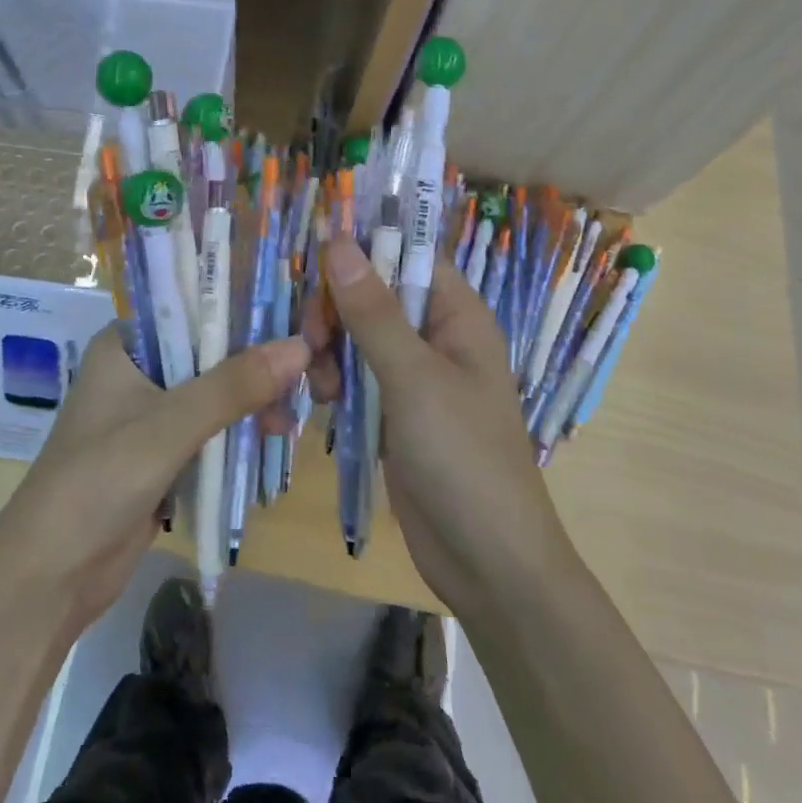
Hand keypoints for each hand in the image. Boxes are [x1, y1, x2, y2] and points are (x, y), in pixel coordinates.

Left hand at [0, 325, 310, 643]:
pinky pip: (211, 428)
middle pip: (209, 350)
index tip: (296, 314)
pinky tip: (274, 435)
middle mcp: (138, 369)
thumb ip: (233, 386)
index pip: (192, 306)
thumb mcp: (168, 426)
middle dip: (256, 361)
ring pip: (214, 391)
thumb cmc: (98, 481)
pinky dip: (240, 429)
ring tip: (292, 418)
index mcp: (125, 344)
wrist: (51, 575)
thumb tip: (301, 346)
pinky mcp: (161, 453)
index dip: (243, 307)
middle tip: (310, 371)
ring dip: (252, 399)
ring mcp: (149, 413)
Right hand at [305, 235, 567, 614]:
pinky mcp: (394, 410)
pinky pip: (355, 374)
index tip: (314, 256)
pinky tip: (324, 405)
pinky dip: (334, 381)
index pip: (408, 254)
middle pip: (373, 293)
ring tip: (322, 388)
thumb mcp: (414, 379)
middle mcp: (436, 336)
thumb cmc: (463, 458)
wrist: (487, 562)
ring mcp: (413, 375)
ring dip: (330, 350)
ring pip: (356, 334)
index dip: (364, 247)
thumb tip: (339, 240)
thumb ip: (373, 311)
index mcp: (457, 314)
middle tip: (313, 341)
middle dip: (336, 311)